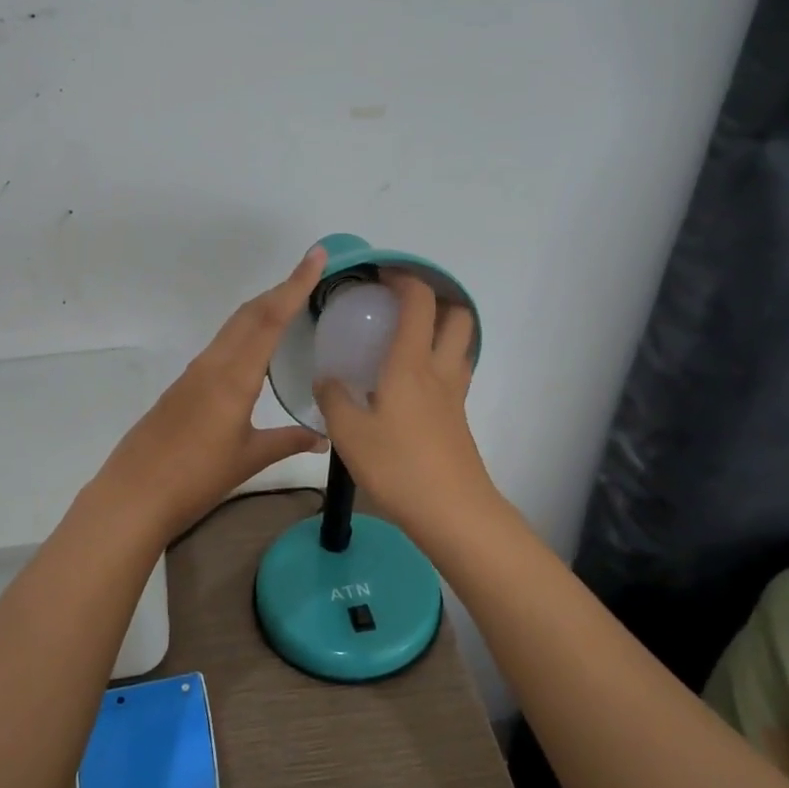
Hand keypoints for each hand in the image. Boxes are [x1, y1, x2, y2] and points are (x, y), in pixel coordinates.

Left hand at [91, 247, 329, 543]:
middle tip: (311, 275)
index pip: (270, 319)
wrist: (134, 494)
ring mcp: (194, 373)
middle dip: (281, 289)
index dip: (295, 285)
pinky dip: (244, 332)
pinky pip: (221, 345)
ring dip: (262, 309)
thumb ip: (287, 442)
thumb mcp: (248, 459)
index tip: (315, 256)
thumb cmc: (196, 478)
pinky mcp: (183, 386)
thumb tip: (323, 438)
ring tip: (290, 304)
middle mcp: (213, 364)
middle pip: (249, 313)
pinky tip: (254, 348)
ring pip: (233, 327)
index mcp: (234, 377)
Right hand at [313, 271, 497, 541]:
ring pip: (461, 346)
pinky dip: (437, 365)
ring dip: (441, 332)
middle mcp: (440, 371)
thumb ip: (334, 398)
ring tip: (405, 342)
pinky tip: (406, 387)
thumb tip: (327, 379)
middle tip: (402, 307)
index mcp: (411, 364)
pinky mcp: (458, 420)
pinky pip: (454, 376)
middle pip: (458, 316)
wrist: (452, 512)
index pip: (419, 302)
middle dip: (436, 300)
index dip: (404, 278)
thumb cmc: (398, 466)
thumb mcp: (349, 433)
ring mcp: (455, 396)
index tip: (381, 275)